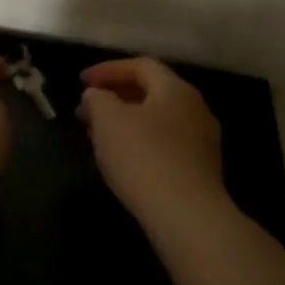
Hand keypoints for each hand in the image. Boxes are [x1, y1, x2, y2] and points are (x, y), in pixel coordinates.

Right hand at [78, 57, 226, 226]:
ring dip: (126, 122)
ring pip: (158, 120)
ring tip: (99, 136)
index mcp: (176, 90)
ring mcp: (203, 142)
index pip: (141, 66)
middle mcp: (196, 109)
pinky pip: (166, 145)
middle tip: (87, 111)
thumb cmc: (144, 158)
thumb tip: (97, 95)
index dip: (108, 69)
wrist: (188, 218)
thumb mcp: (108, 120)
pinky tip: (123, 160)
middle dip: (115, 97)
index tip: (81, 82)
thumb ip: (97, 98)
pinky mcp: (202, 171)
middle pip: (152, 92)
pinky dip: (141, 143)